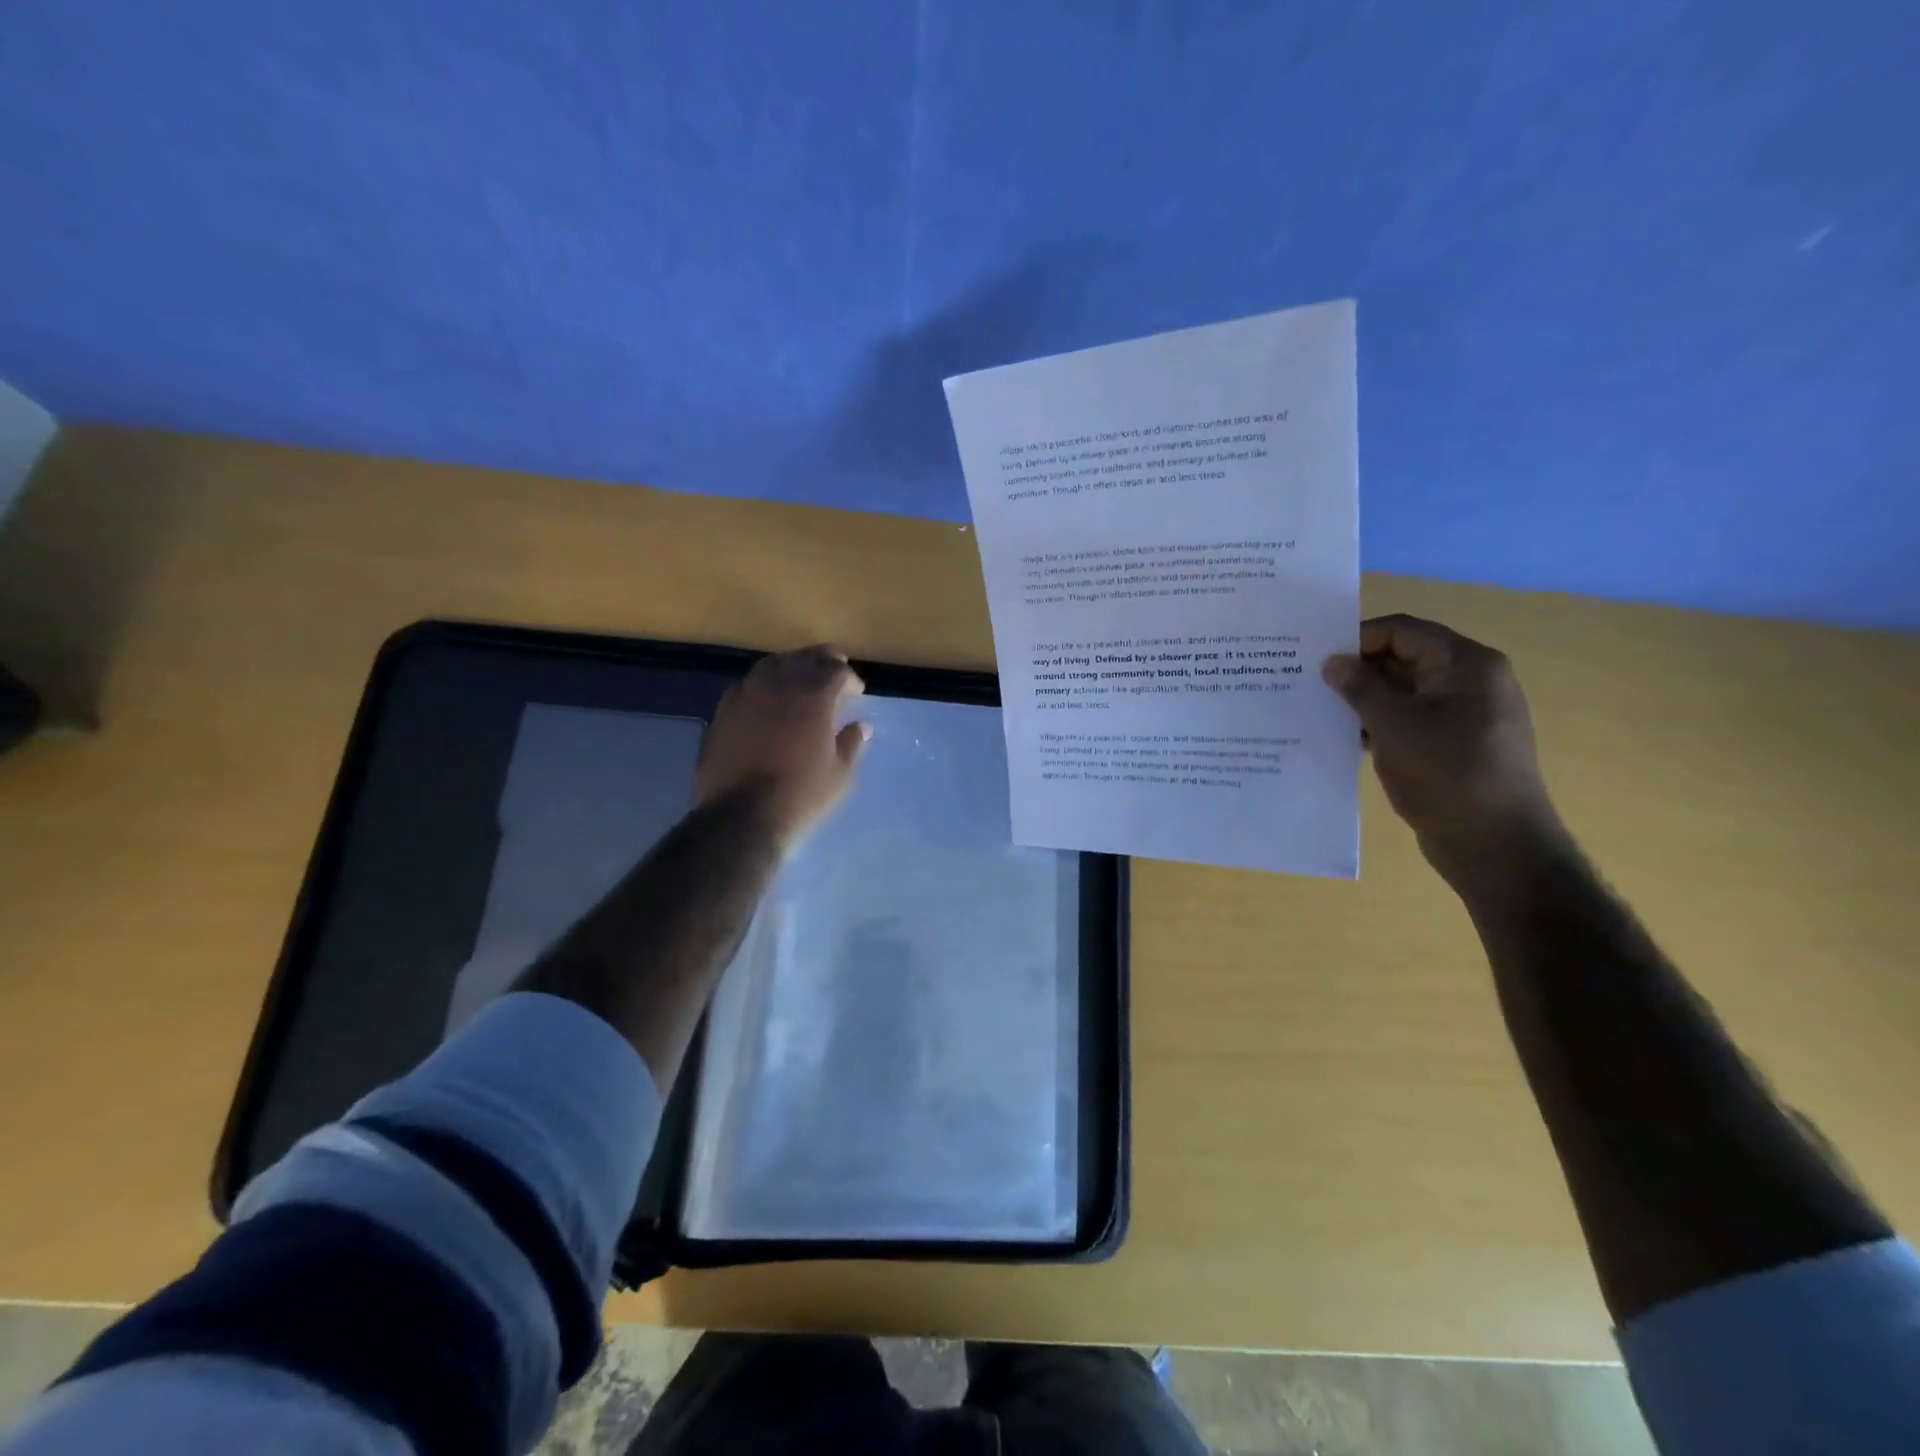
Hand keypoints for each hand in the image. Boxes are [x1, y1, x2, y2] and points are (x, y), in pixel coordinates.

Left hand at [694, 645, 869, 850]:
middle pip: (802, 658)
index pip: (834, 670)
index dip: (849, 677)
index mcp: (812, 697)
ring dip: (790, 666)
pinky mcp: (722, 713)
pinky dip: (762, 685)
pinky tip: (766, 699)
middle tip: (833, 670)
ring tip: (799, 679)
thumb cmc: (800, 796)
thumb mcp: (839, 774)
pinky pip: (745, 685)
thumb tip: (860, 725)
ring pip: (770, 665)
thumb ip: (851, 743)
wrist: (741, 817)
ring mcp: (746, 696)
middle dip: (821, 660)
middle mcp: (778, 686)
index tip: (857, 691)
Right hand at [1322, 615, 1562, 887]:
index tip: (1315, 659)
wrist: (1496, 845)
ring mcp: (1466, 715)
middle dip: (1358, 670)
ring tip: (1321, 711)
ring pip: (1404, 691)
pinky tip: (1348, 738)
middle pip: (1404, 658)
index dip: (1357, 639)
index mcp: (1467, 665)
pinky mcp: (1456, 744)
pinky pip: (1411, 719)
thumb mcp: (1393, 725)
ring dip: (1365, 699)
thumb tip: (1332, 662)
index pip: (1402, 631)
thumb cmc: (1446, 774)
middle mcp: (1471, 681)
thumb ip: (1360, 687)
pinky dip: (1380, 722)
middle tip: (1310, 684)